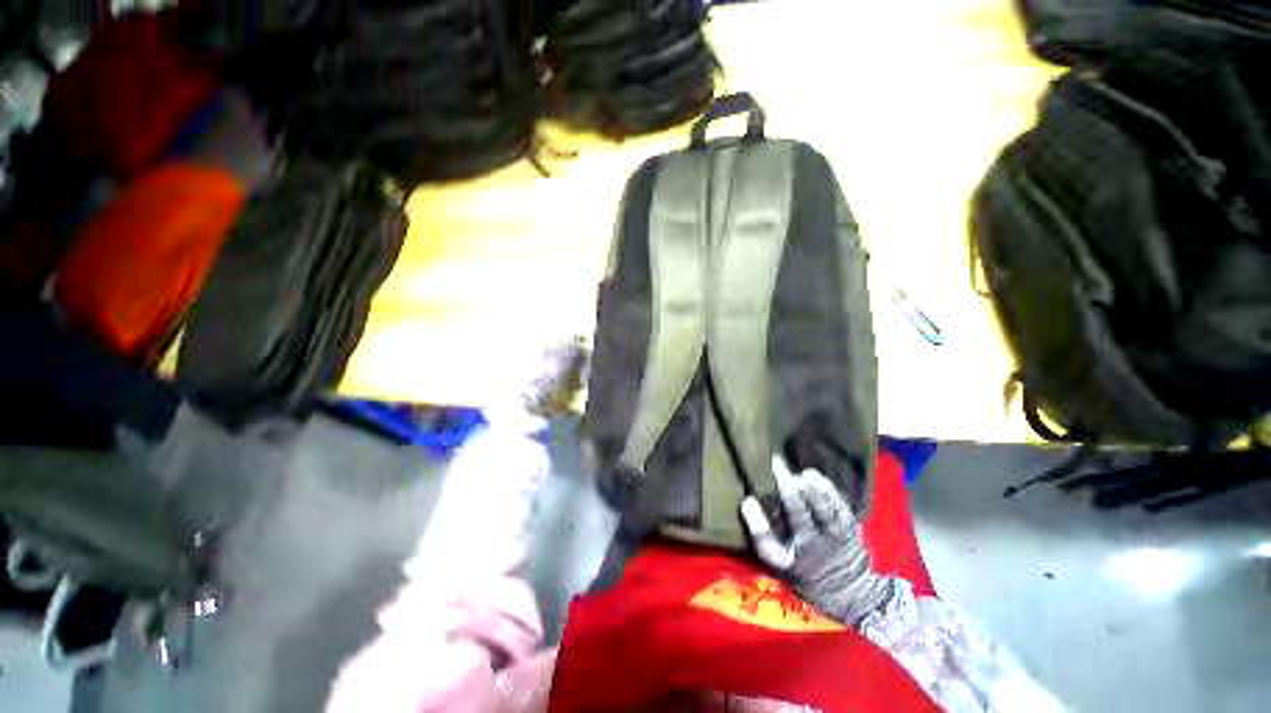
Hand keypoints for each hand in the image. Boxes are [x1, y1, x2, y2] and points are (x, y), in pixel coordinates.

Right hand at [741, 457, 893, 625]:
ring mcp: (838, 536)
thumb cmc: (805, 572)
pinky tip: (818, 478)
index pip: (772, 540)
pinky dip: (829, 490)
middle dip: (788, 488)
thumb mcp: (781, 562)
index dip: (757, 521)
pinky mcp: (852, 528)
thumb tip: (747, 502)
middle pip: (800, 515)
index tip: (748, 499)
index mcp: (795, 557)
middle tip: (777, 465)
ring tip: (801, 473)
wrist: (850, 592)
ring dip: (812, 487)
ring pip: (824, 508)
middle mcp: (816, 546)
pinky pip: (841, 506)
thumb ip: (764, 535)